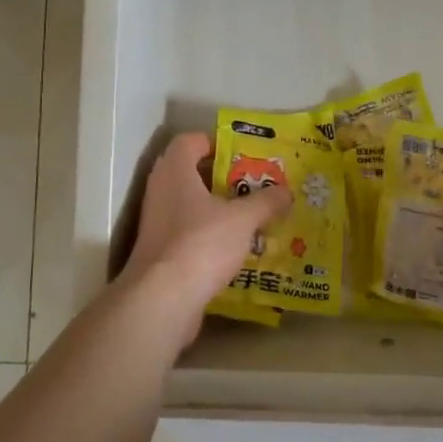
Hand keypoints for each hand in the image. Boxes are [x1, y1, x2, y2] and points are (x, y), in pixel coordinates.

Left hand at [121, 131, 290, 342]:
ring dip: (216, 210)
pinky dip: (208, 236)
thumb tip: (285, 192)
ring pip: (189, 206)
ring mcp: (157, 223)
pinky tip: (234, 249)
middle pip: (190, 173)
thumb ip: (265, 202)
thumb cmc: (201, 244)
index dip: (214, 142)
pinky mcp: (159, 252)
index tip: (240, 154)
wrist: (162, 299)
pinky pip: (187, 234)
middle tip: (252, 184)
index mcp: (175, 172)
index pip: (189, 141)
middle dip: (221, 178)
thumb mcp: (243, 219)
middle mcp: (161, 191)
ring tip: (249, 216)